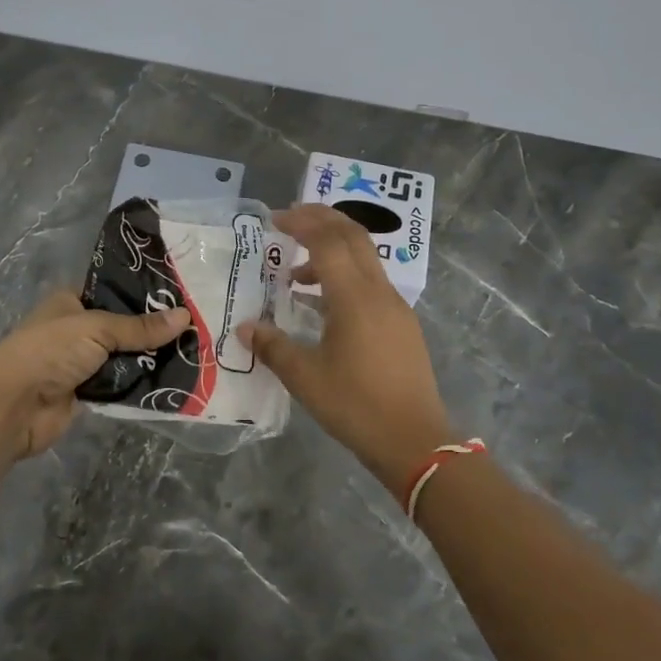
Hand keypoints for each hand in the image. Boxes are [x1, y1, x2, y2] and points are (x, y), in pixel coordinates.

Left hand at [0, 291, 190, 464]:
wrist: (13, 406)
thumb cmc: (50, 351)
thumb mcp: (97, 329)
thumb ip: (140, 327)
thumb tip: (185, 317)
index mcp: (72, 301)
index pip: (115, 290)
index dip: (145, 293)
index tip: (182, 294)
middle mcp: (78, 328)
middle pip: (124, 326)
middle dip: (155, 329)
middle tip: (198, 324)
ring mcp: (82, 362)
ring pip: (126, 357)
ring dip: (152, 358)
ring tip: (195, 351)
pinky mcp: (88, 393)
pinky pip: (122, 385)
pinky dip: (143, 384)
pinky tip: (176, 379)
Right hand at [242, 205, 452, 493]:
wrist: (415, 441)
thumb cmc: (356, 406)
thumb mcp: (306, 378)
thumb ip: (273, 347)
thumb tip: (245, 327)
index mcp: (354, 298)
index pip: (328, 242)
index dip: (302, 223)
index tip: (275, 220)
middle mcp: (378, 292)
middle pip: (353, 236)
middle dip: (322, 219)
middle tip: (290, 219)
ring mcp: (395, 307)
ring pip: (365, 259)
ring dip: (332, 251)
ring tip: (296, 275)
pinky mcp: (401, 324)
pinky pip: (371, 283)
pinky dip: (345, 276)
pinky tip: (323, 305)